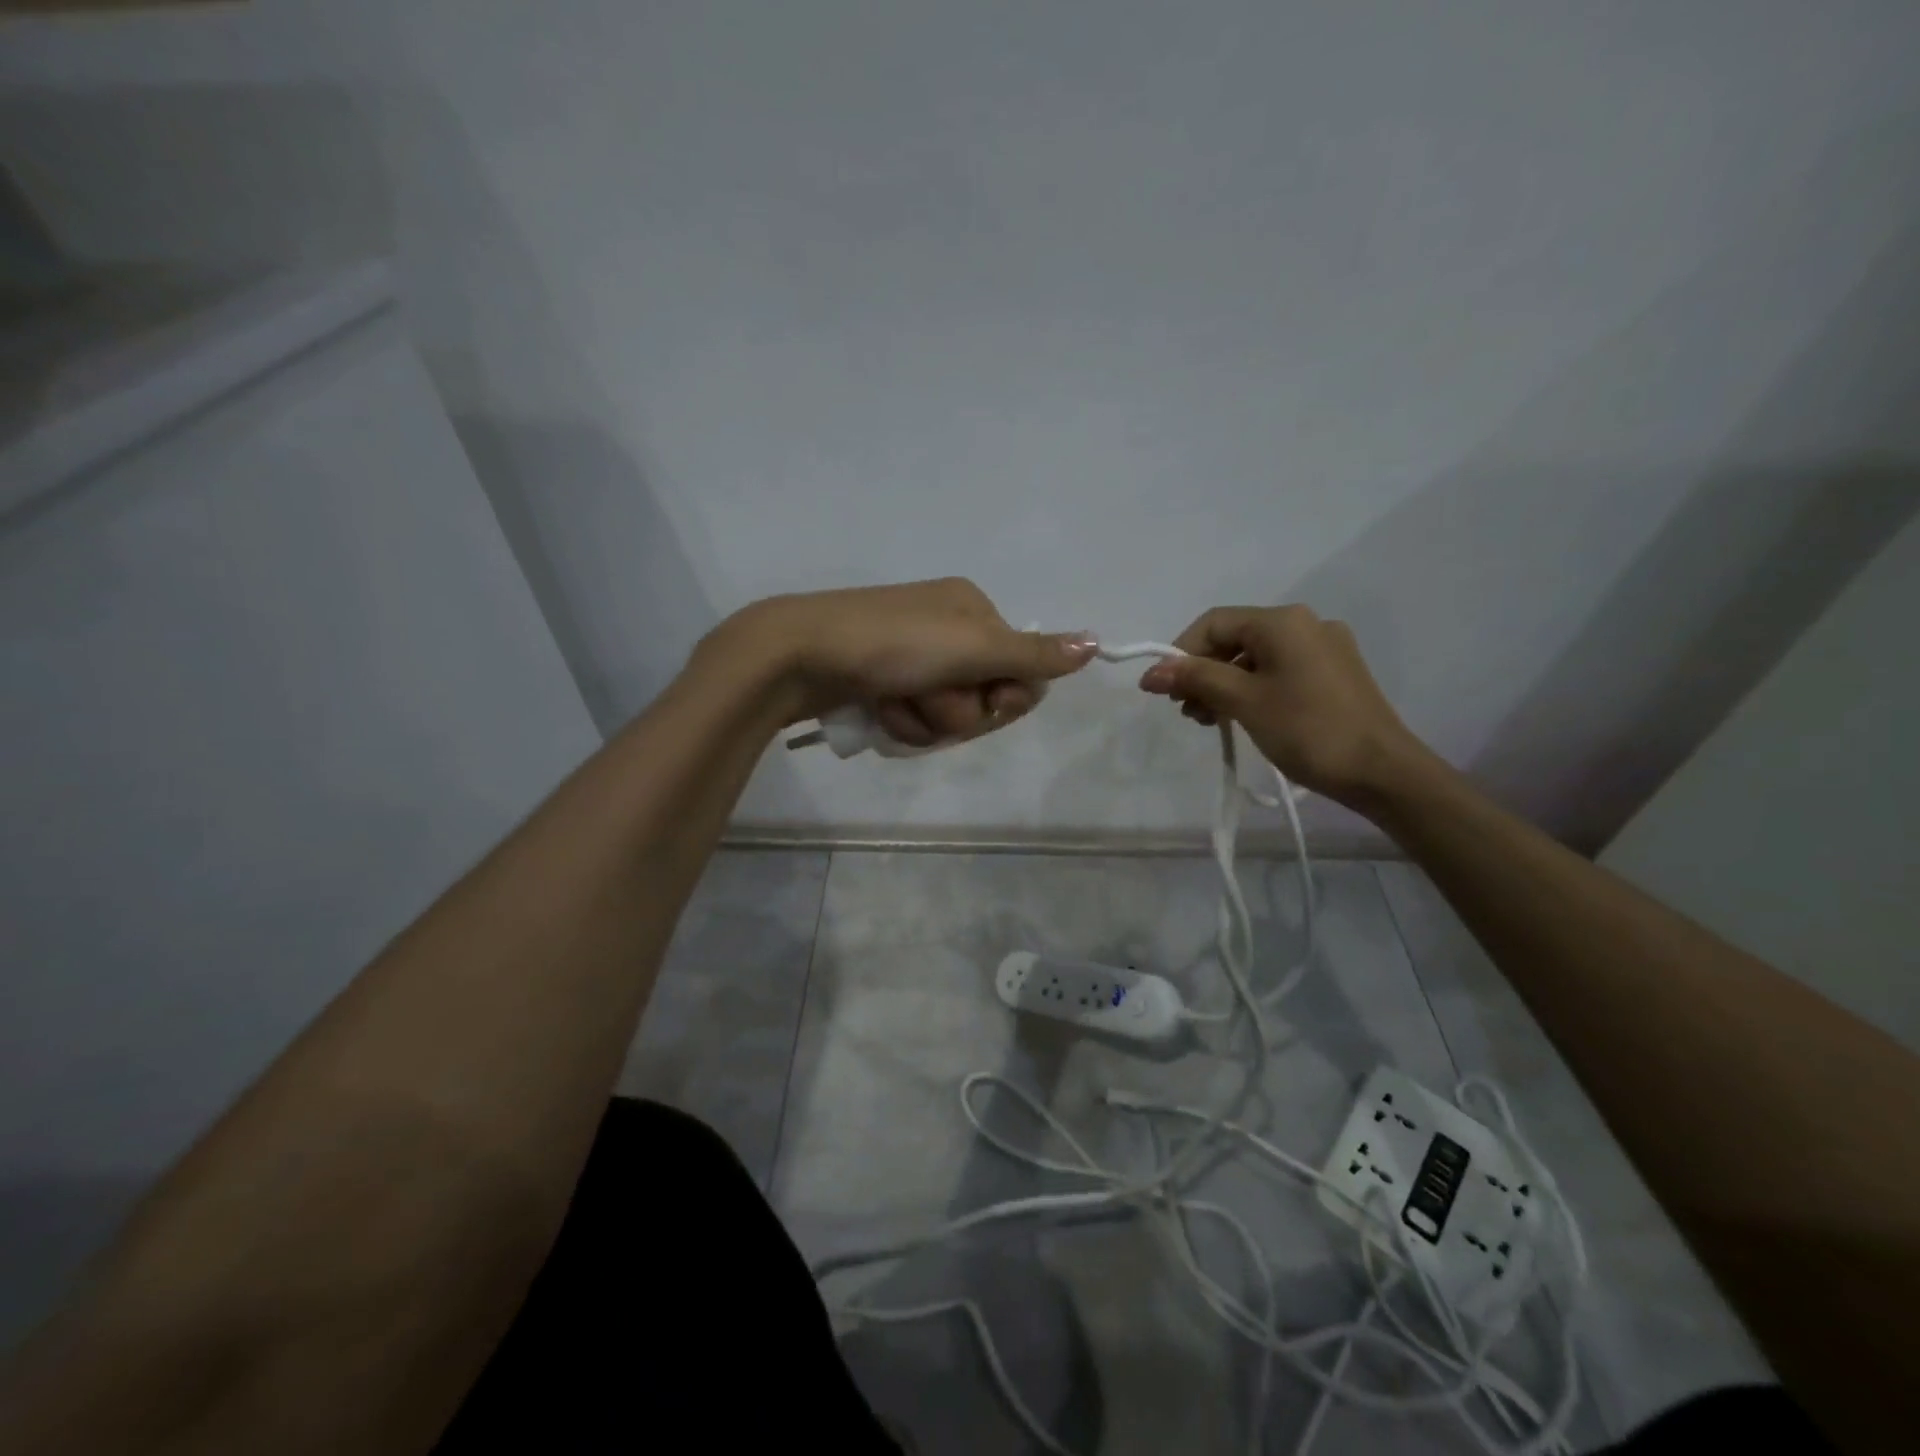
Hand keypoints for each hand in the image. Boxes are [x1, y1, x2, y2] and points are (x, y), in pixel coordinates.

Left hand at [718, 578, 1098, 744]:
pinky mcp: (883, 681)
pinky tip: (878, 708)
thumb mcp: (972, 647)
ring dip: (927, 720)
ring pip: (948, 714)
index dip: (1005, 697)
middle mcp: (947, 629)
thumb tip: (1096, 644)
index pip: (1021, 670)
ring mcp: (912, 657)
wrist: (801, 654)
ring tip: (895, 701)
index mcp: (974, 610)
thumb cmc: (894, 644)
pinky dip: (901, 721)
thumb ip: (1033, 655)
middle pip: (984, 696)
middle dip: (958, 710)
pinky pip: (914, 718)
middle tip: (928, 696)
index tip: (986, 698)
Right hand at [1137, 604, 1424, 808]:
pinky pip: (1278, 671)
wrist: (1382, 772)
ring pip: (1255, 658)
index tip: (1162, 691)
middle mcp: (1305, 624)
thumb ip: (1196, 679)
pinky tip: (1241, 717)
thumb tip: (1151, 672)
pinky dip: (1251, 690)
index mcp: (1283, 621)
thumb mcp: (1244, 701)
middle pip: (1234, 639)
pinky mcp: (1333, 674)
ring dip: (1223, 685)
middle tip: (1186, 711)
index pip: (1214, 623)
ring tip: (1209, 721)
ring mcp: (1323, 649)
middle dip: (1202, 672)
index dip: (1180, 653)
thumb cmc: (1308, 730)